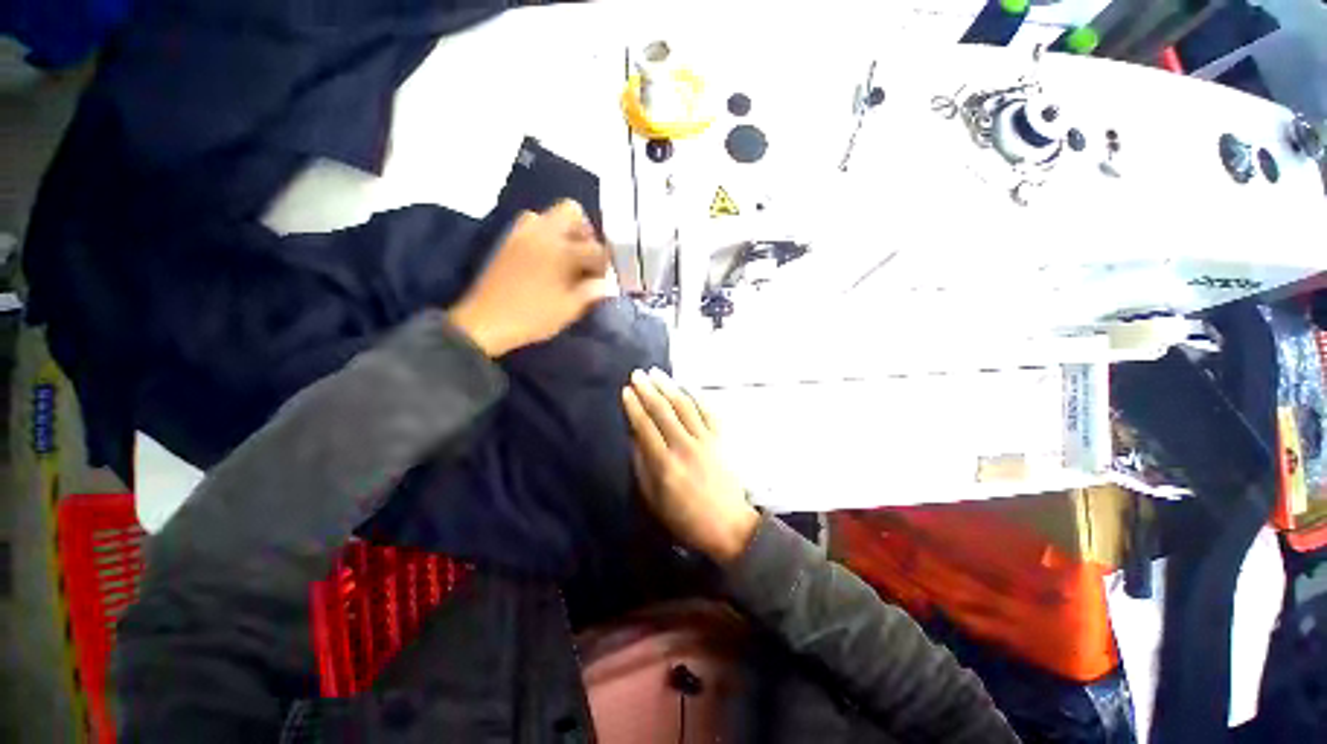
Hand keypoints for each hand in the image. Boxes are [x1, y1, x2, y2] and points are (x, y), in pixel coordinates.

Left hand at [448, 200, 611, 355]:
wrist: (486, 322)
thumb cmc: (532, 317)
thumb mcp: (569, 310)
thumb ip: (591, 293)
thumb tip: (602, 284)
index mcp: (561, 250)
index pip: (594, 247)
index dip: (604, 263)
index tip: (603, 277)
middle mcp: (542, 233)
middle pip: (570, 211)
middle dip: (584, 231)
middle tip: (586, 256)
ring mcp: (521, 234)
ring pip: (548, 216)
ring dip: (562, 231)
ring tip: (566, 257)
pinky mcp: (508, 241)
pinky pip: (531, 226)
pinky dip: (544, 236)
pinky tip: (547, 260)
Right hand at [622, 368, 759, 564]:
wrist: (728, 526)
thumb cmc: (685, 518)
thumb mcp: (654, 499)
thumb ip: (642, 465)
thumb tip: (633, 436)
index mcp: (664, 465)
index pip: (645, 427)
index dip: (634, 407)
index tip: (626, 390)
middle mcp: (685, 447)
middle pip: (663, 411)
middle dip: (648, 390)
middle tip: (637, 374)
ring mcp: (706, 441)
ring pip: (684, 406)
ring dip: (669, 387)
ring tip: (657, 373)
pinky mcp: (721, 439)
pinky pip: (708, 411)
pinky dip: (696, 396)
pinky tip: (686, 386)